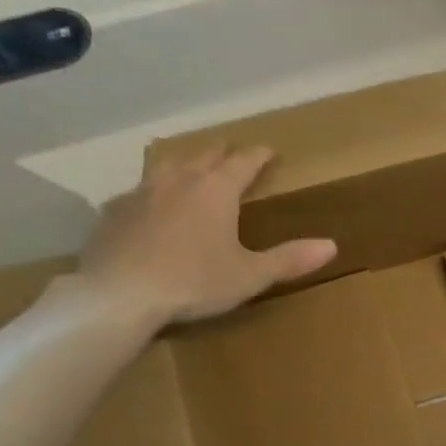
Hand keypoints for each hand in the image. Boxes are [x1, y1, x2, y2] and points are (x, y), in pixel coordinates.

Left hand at [75, 146, 336, 329]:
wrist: (118, 295)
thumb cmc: (194, 282)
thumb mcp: (250, 275)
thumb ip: (289, 259)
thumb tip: (332, 245)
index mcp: (217, 190)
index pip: (244, 161)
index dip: (259, 155)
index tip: (269, 150)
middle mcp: (180, 180)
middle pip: (205, 155)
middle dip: (222, 153)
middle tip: (232, 154)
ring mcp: (142, 192)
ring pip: (168, 165)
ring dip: (185, 164)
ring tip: (191, 169)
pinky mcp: (114, 211)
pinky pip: (138, 192)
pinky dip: (152, 193)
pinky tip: (149, 208)